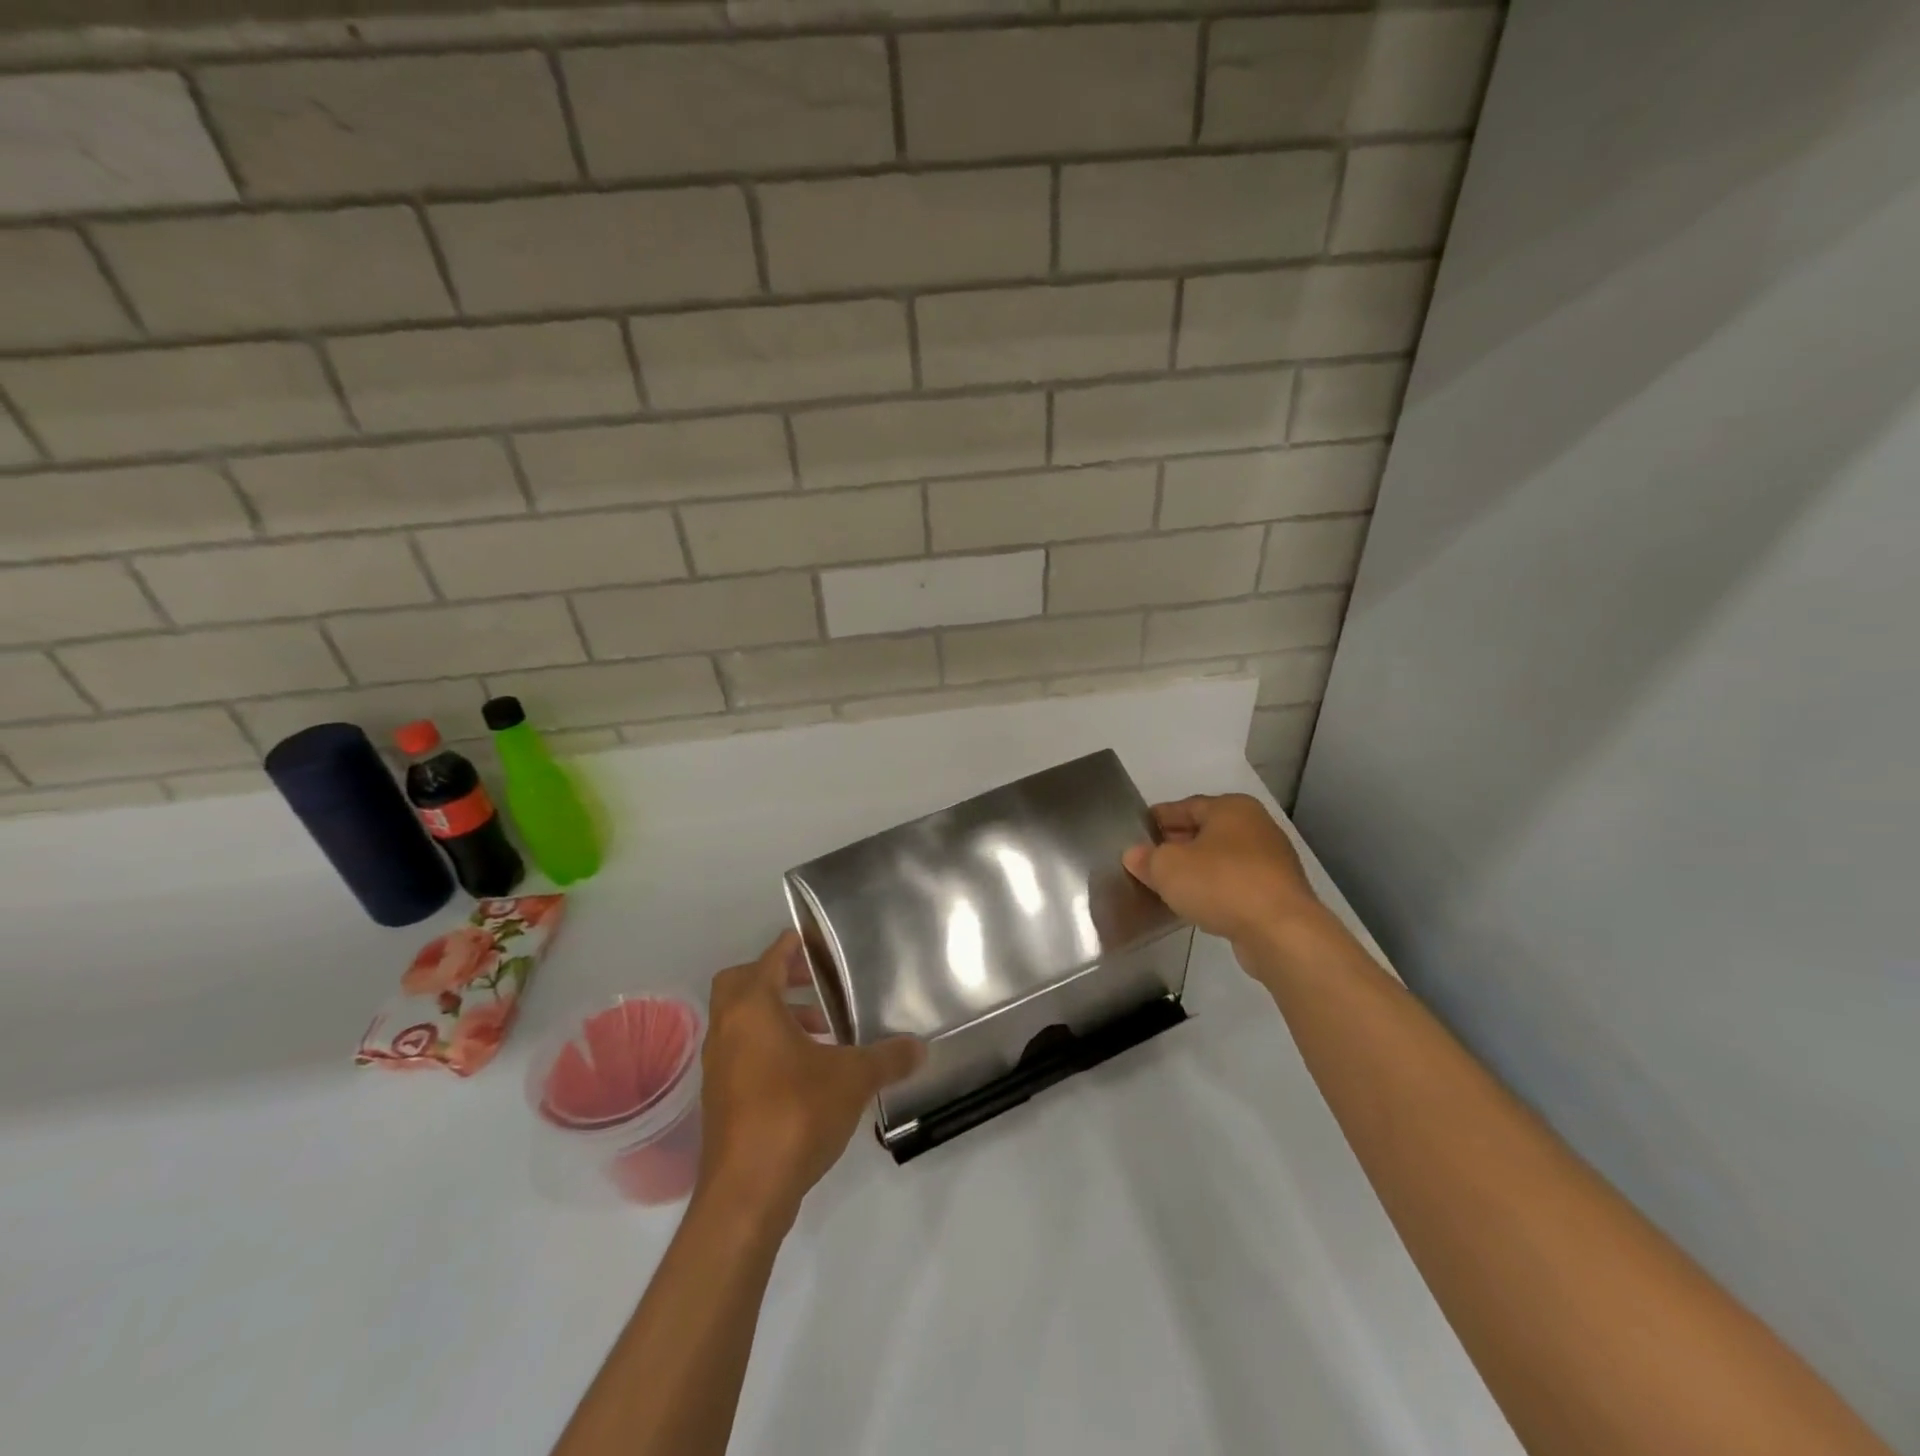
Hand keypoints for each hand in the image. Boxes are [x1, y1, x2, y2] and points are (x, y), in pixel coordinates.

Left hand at [695, 931, 923, 1223]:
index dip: (792, 946)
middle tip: (816, 985)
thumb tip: (920, 1047)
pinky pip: (743, 1054)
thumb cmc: (795, 1114)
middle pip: (742, 984)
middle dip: (777, 978)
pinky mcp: (721, 1100)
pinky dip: (770, 1048)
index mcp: (752, 1009)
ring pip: (742, 1022)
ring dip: (777, 1017)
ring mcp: (719, 1067)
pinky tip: (808, 1072)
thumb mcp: (853, 1080)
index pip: (769, 959)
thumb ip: (887, 1058)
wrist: (746, 1194)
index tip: (815, 942)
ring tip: (823, 1032)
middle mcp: (727, 1030)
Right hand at [1122, 794, 1322, 947]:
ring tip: (1169, 885)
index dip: (1158, 819)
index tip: (1137, 833)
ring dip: (1197, 870)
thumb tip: (1135, 855)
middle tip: (1148, 860)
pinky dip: (1216, 890)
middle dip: (1177, 845)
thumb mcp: (1167, 867)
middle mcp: (1256, 826)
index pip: (1186, 806)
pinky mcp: (1278, 893)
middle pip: (1206, 831)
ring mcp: (1272, 861)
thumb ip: (1147, 858)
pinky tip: (1197, 905)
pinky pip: (1236, 884)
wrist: (1280, 931)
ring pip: (1222, 859)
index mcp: (1232, 808)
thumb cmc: (1220, 883)